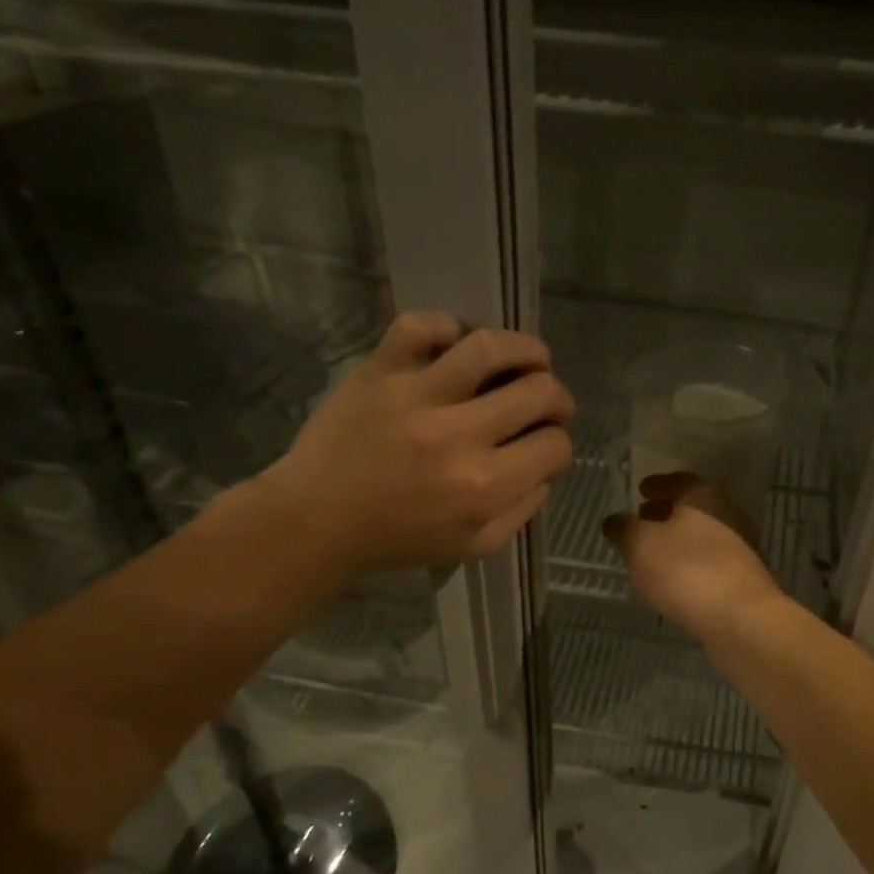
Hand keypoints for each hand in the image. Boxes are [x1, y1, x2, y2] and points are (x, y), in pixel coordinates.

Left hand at [262, 312, 573, 574]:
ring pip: (489, 347)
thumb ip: (521, 510)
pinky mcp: (379, 373)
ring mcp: (416, 397)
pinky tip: (457, 344)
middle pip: (539, 392)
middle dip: (558, 398)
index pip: (554, 446)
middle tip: (549, 403)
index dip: (559, 444)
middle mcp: (458, 436)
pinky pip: (419, 327)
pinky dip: (446, 325)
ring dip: (526, 349)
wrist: (314, 522)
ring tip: (530, 358)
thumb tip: (546, 469)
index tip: (546, 446)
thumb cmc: (397, 540)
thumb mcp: (474, 547)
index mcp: (484, 486)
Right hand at [603, 474, 781, 643]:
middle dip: (665, 512)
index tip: (640, 489)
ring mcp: (739, 548)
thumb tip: (614, 520)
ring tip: (651, 552)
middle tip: (642, 518)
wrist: (742, 620)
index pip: (678, 480)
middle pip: (692, 507)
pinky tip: (672, 580)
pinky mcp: (741, 580)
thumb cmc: (687, 570)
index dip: (657, 484)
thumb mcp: (641, 545)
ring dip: (677, 540)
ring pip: (701, 535)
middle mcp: (727, 514)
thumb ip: (624, 529)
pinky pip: (708, 562)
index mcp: (704, 496)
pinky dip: (689, 563)